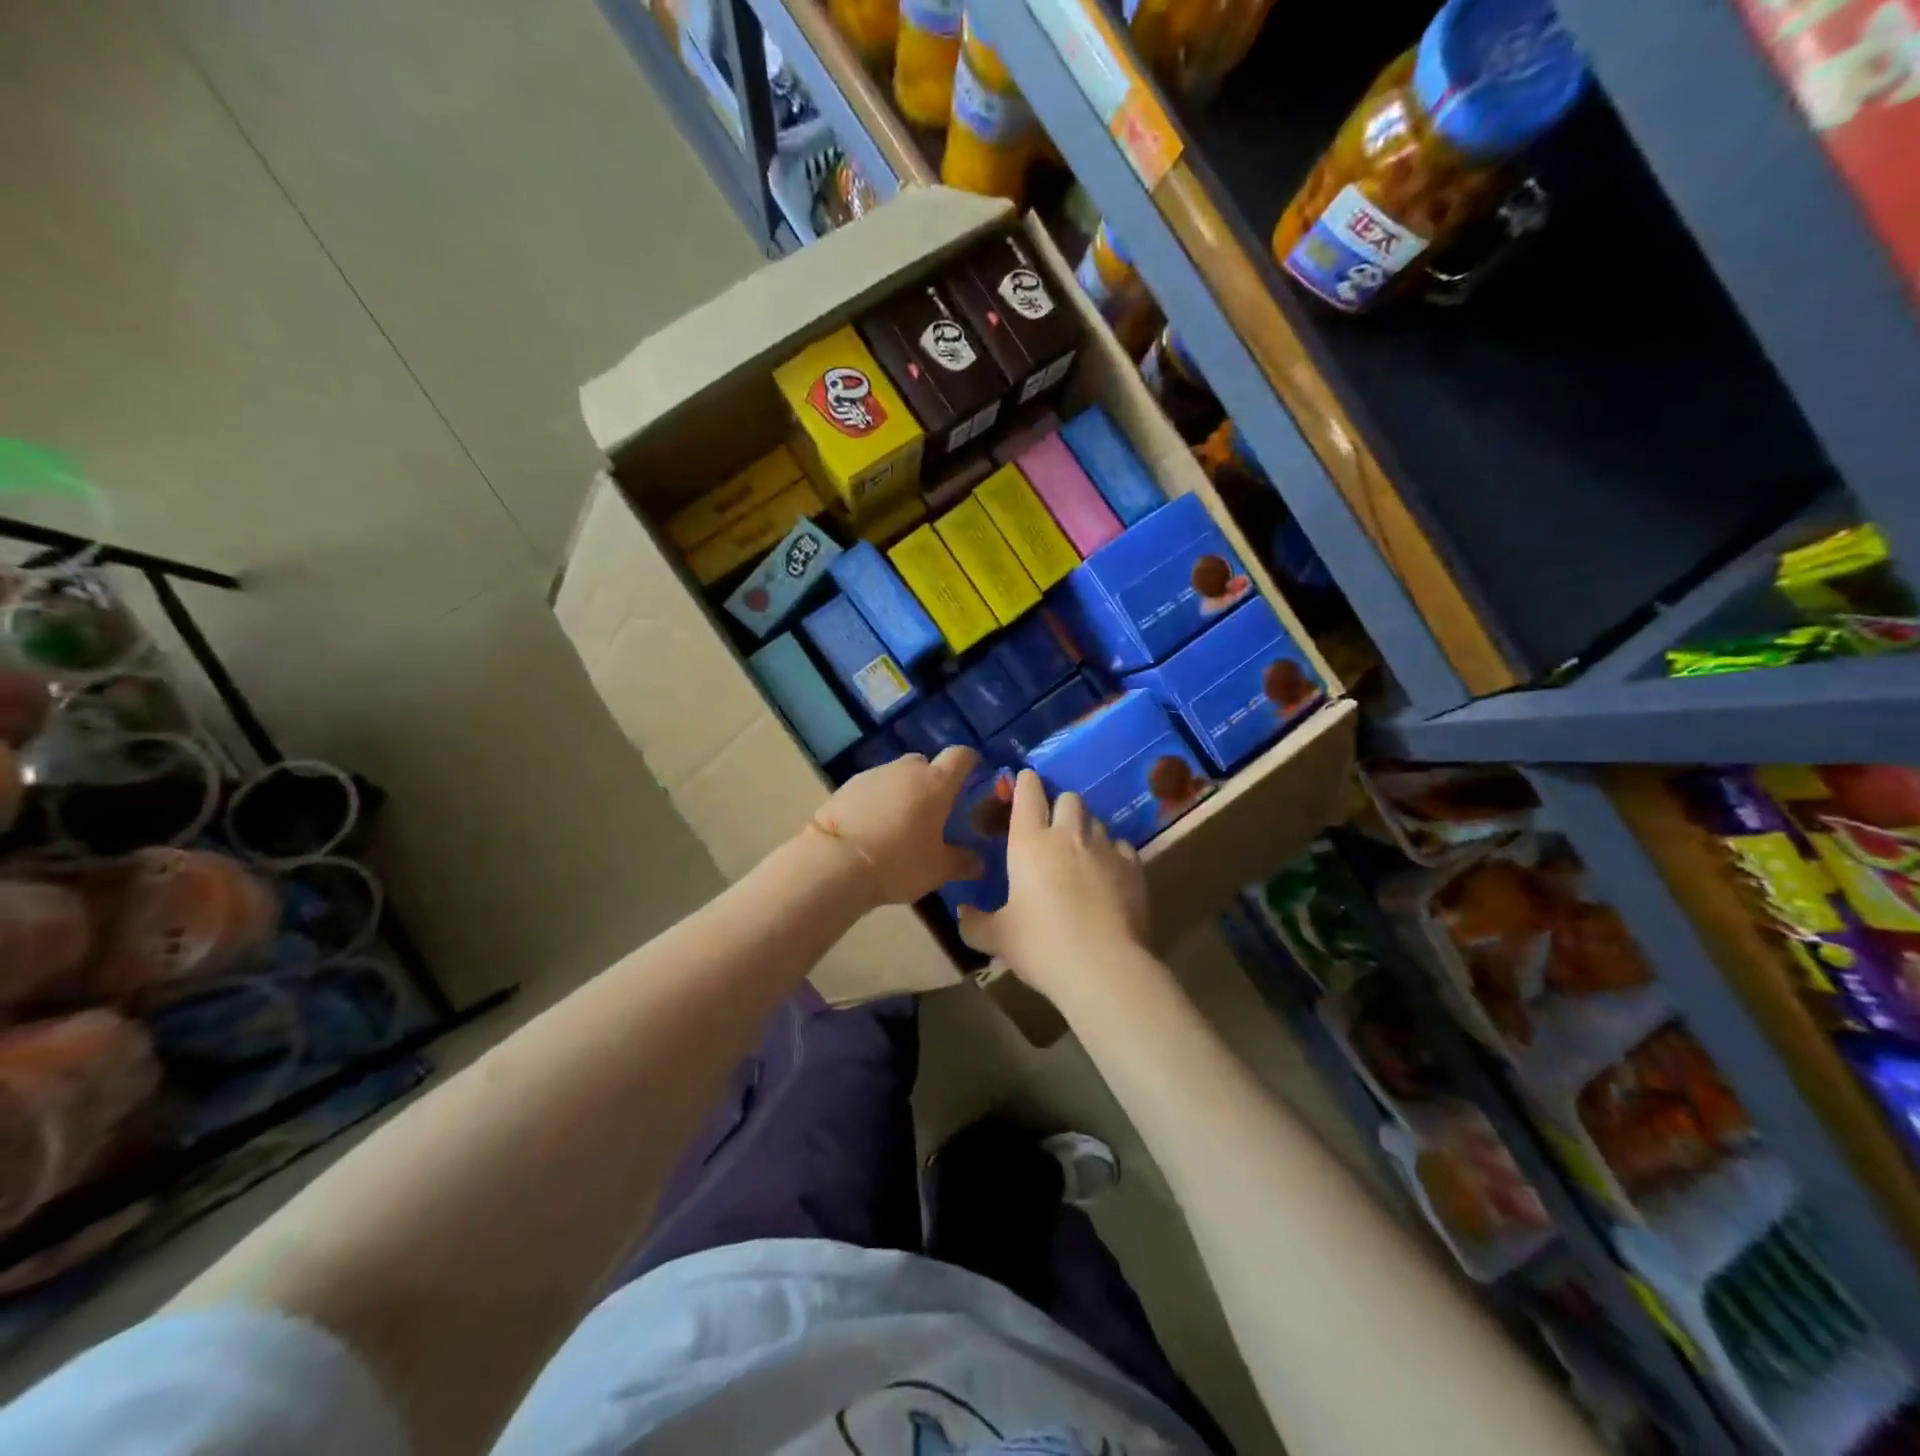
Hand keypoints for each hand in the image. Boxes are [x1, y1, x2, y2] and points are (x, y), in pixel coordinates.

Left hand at [807, 746, 982, 908]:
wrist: (835, 863)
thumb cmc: (898, 862)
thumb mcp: (938, 870)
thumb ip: (962, 862)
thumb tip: (978, 862)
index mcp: (936, 782)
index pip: (961, 756)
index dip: (969, 762)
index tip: (972, 775)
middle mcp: (906, 770)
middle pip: (925, 764)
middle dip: (931, 782)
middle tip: (932, 812)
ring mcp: (873, 775)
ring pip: (896, 776)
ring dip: (901, 792)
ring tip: (898, 825)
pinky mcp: (846, 786)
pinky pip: (871, 789)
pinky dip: (876, 802)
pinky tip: (871, 828)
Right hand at [956, 770, 1149, 999]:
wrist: (1103, 967)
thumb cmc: (1041, 946)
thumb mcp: (997, 938)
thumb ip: (974, 922)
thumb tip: (962, 912)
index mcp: (1029, 842)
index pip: (1028, 793)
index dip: (1025, 782)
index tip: (1023, 782)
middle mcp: (1067, 834)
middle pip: (1068, 798)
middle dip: (1059, 806)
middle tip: (1051, 829)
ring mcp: (1104, 847)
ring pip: (1095, 820)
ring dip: (1085, 829)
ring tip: (1079, 853)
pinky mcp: (1133, 866)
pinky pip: (1120, 845)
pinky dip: (1111, 852)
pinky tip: (1107, 873)